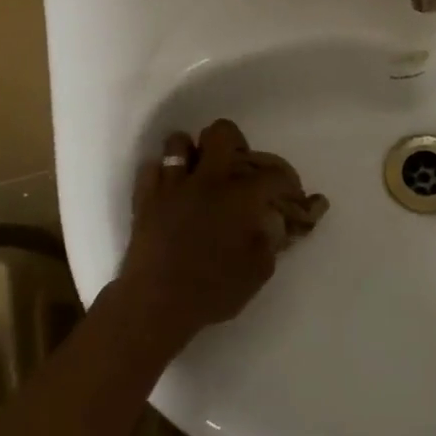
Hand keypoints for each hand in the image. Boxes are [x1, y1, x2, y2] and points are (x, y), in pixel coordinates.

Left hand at [121, 119, 296, 337]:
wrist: (157, 303)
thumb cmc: (213, 290)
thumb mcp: (258, 271)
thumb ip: (270, 240)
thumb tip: (273, 223)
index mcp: (240, 196)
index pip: (274, 174)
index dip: (288, 182)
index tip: (290, 195)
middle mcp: (208, 179)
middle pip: (222, 133)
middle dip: (235, 143)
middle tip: (237, 168)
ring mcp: (172, 184)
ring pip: (179, 142)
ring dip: (192, 154)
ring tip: (198, 174)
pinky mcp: (145, 197)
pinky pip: (150, 168)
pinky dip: (162, 174)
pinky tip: (170, 191)